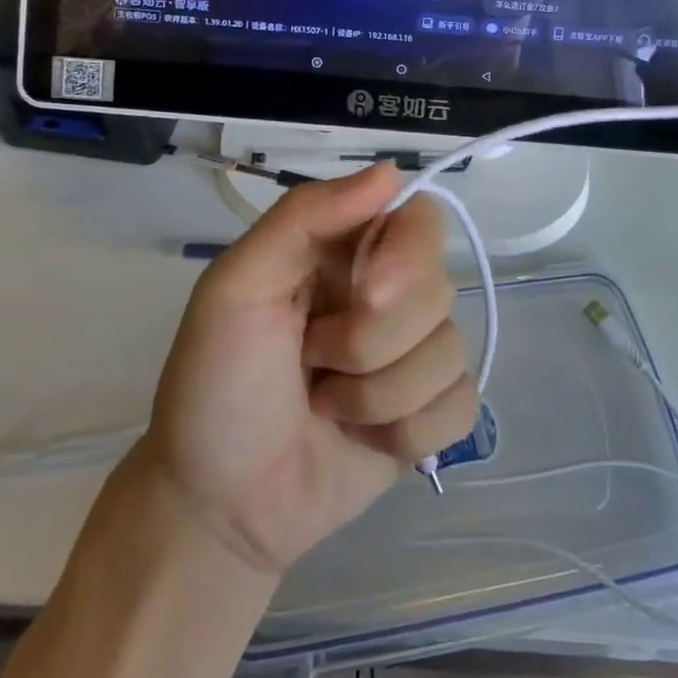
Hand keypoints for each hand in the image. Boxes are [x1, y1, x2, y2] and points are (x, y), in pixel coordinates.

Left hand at [111, 165, 477, 576]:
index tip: (367, 294)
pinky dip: (408, 431)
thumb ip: (305, 215)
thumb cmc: (216, 383)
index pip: (421, 218)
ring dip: (377, 394)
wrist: (217, 506)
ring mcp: (414, 354)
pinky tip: (363, 439)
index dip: (407, 256)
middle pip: (439, 290)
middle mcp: (391, 292)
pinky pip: (461, 405)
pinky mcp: (429, 413)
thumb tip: (392, 171)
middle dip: (369, 342)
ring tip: (325, 404)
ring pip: (450, 352)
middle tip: (311, 359)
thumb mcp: (236, 285)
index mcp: (349, 250)